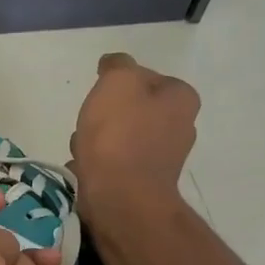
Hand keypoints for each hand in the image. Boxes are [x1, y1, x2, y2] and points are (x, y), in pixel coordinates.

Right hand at [69, 52, 199, 226]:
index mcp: (181, 98)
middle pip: (131, 109)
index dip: (116, 81)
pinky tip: (86, 170)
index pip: (144, 76)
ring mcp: (162, 159)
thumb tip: (114, 65)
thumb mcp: (117, 81)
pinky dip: (97, 165)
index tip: (99, 94)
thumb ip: (117, 65)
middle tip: (90, 124)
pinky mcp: (143, 184)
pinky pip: (114, 164)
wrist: (120, 200)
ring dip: (96, 141)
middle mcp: (180, 127)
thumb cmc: (120, 136)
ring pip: (119, 137)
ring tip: (83, 150)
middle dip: (104, 115)